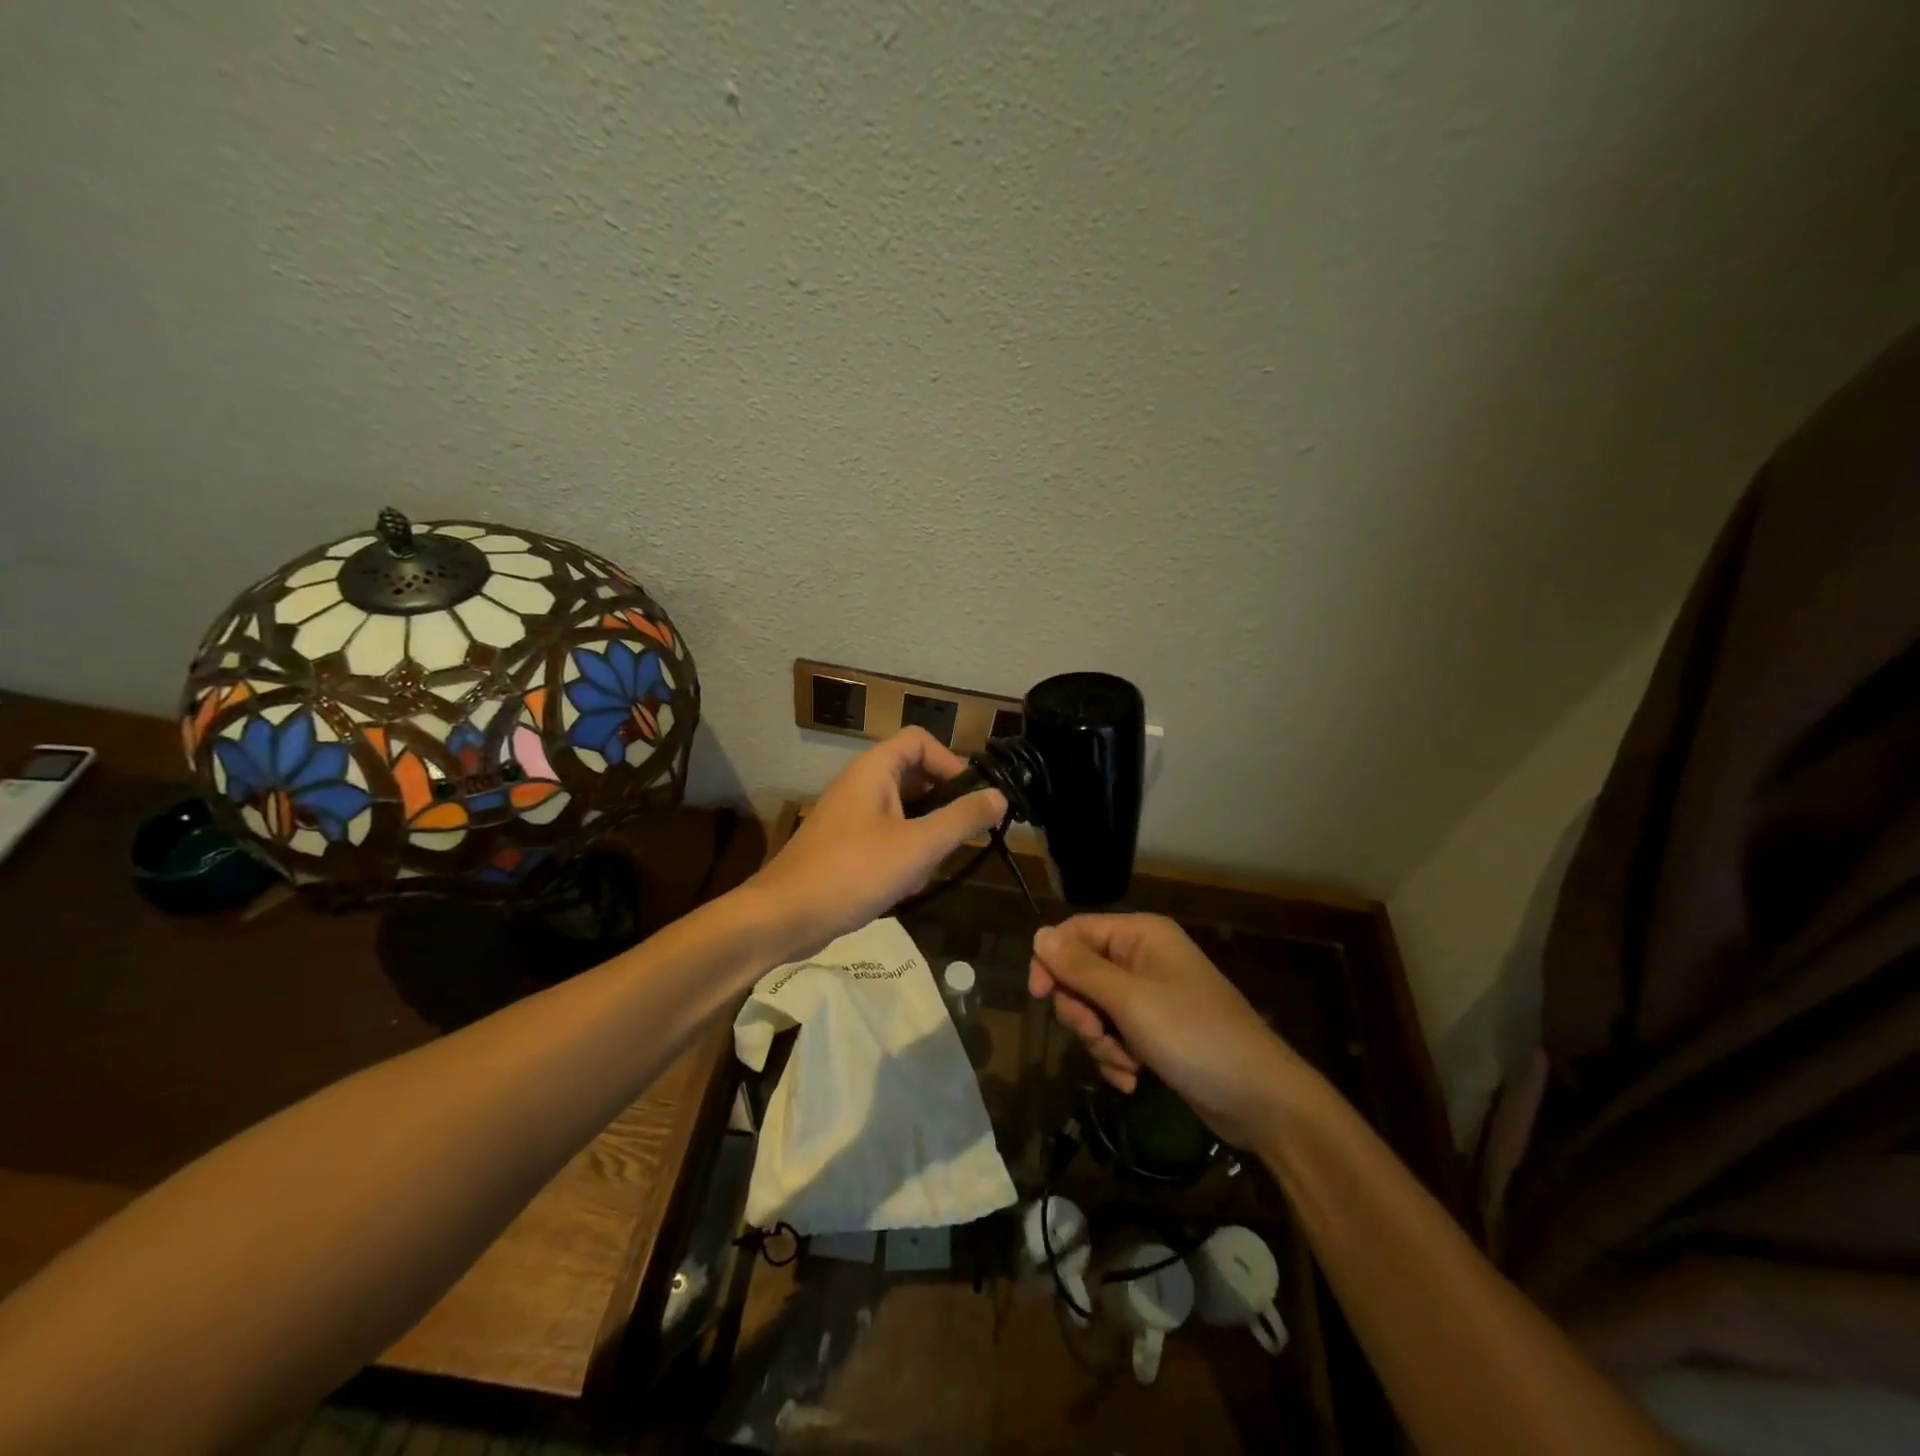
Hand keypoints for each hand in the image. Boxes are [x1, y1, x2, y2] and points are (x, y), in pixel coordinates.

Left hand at [750, 728, 1006, 958]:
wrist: (783, 917)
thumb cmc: (853, 872)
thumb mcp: (918, 846)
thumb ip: (962, 819)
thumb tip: (999, 796)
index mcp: (873, 770)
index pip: (920, 741)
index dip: (950, 761)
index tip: (972, 798)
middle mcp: (859, 784)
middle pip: (914, 776)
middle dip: (941, 807)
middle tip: (958, 838)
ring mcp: (849, 816)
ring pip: (903, 812)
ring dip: (923, 838)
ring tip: (927, 870)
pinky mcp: (843, 845)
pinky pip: (885, 837)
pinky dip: (902, 856)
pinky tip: (904, 887)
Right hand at [1029, 914, 1305, 1149]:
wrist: (1260, 1099)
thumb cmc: (1194, 1036)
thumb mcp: (1130, 1000)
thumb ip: (1080, 968)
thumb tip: (1038, 935)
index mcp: (1141, 935)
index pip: (1076, 931)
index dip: (1052, 960)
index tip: (1038, 995)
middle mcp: (1144, 958)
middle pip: (1081, 973)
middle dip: (1082, 1011)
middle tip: (1098, 1036)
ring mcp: (1151, 997)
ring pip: (1095, 1010)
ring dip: (1101, 1042)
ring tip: (1126, 1064)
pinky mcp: (1156, 1032)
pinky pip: (1116, 1036)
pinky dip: (1117, 1058)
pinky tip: (1133, 1079)